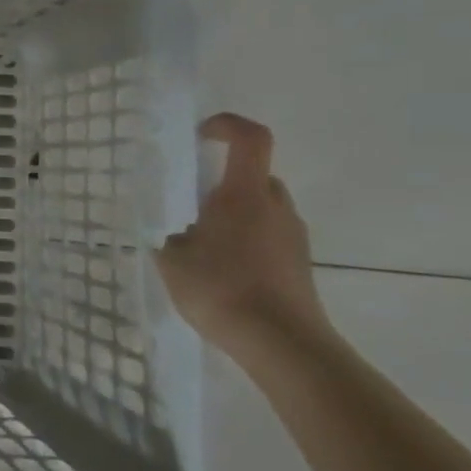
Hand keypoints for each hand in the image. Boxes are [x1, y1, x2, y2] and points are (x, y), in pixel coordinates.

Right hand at [153, 113, 331, 361]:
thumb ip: (170, 235)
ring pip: (262, 208)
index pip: (250, 138)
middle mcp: (276, 207)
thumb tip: (179, 232)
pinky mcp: (300, 264)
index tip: (201, 136)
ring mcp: (294, 237)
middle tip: (191, 205)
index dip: (227, 125)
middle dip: (223, 181)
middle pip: (254, 175)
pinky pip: (270, 236)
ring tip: (203, 246)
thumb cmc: (221, 289)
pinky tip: (223, 273)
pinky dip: (246, 241)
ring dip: (235, 214)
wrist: (282, 344)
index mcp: (244, 195)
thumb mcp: (172, 258)